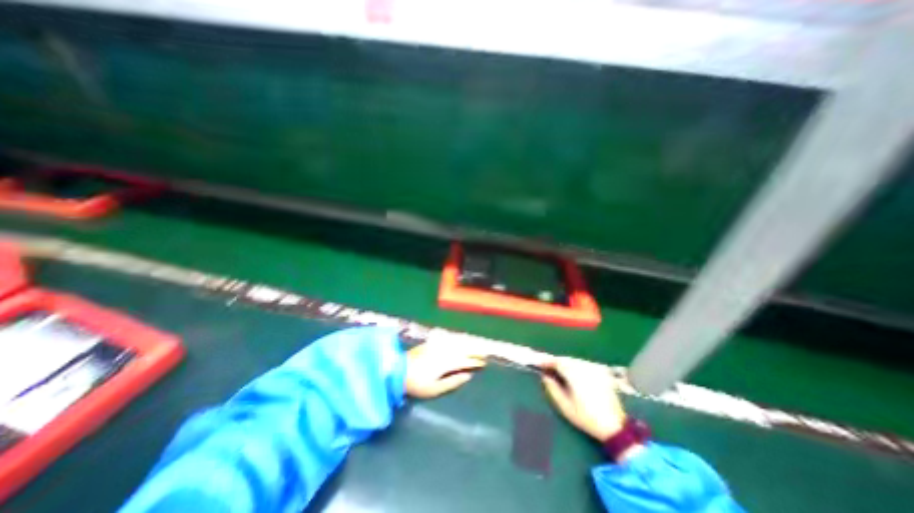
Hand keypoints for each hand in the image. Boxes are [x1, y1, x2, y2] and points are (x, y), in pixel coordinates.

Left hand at [404, 343, 485, 398]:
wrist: (398, 371)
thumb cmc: (417, 384)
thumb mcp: (435, 389)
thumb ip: (453, 382)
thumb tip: (468, 376)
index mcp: (446, 363)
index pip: (465, 361)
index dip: (475, 362)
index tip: (483, 363)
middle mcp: (444, 351)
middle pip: (463, 349)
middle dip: (474, 351)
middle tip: (484, 353)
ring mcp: (437, 345)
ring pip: (457, 343)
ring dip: (468, 344)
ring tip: (476, 346)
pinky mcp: (431, 343)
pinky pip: (448, 339)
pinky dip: (457, 340)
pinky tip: (459, 340)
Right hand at [542, 356, 628, 440]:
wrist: (615, 427)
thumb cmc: (586, 417)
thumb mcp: (565, 406)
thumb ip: (552, 388)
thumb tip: (545, 376)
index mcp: (575, 374)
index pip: (557, 362)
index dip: (547, 362)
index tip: (538, 364)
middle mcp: (585, 368)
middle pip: (566, 360)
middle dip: (555, 362)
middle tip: (546, 367)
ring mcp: (595, 369)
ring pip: (575, 361)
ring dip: (565, 364)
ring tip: (557, 370)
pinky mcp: (601, 373)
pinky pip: (584, 365)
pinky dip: (575, 366)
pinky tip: (572, 374)